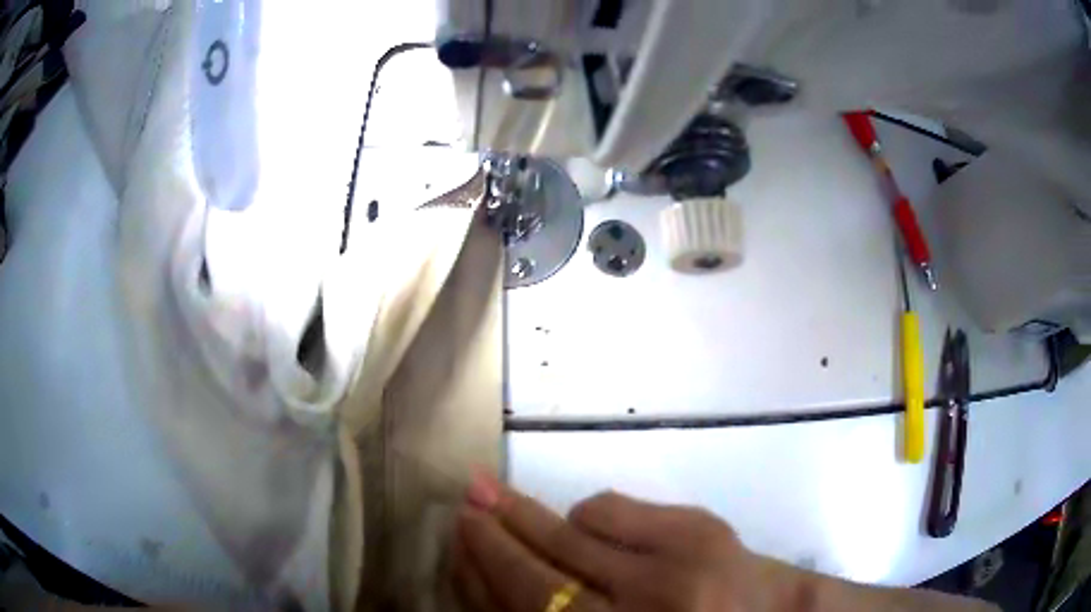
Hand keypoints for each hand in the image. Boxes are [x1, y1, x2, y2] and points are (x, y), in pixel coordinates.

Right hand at [448, 473, 806, 611]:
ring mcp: (666, 571)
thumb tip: (493, 582)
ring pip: (565, 537)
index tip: (455, 549)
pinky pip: (608, 508)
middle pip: (533, 578)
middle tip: (461, 505)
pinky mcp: (695, 530)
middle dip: (488, 539)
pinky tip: (582, 522)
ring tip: (490, 493)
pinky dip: (583, 514)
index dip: (477, 582)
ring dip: (522, 515)